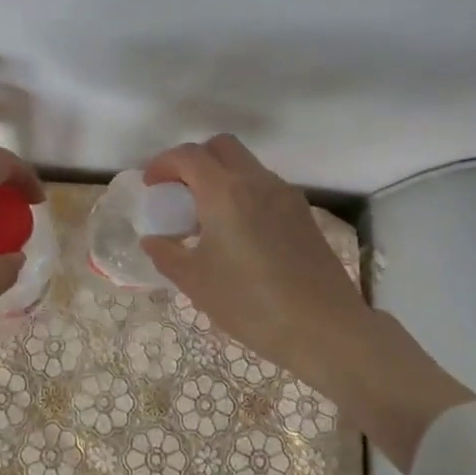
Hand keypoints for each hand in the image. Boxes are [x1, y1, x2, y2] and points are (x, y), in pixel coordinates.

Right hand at [141, 134, 369, 382]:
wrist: (324, 328)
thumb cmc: (251, 303)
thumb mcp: (196, 282)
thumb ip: (167, 254)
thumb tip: (153, 241)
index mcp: (225, 192)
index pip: (188, 156)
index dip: (163, 164)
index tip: (151, 185)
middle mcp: (256, 182)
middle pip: (221, 146)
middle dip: (194, 159)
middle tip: (179, 190)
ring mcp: (285, 195)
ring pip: (246, 165)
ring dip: (221, 175)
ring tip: (207, 215)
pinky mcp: (303, 213)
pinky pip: (265, 187)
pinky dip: (244, 192)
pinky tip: (238, 232)